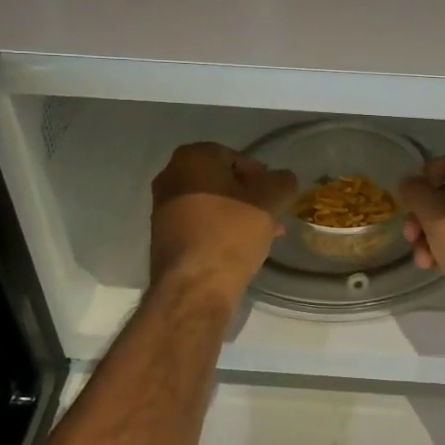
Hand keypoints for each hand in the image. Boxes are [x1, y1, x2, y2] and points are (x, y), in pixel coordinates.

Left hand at [149, 143, 297, 301]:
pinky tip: (239, 249)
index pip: (236, 157)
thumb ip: (282, 181)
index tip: (274, 198)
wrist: (194, 287)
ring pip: (212, 204)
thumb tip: (281, 180)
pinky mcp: (162, 236)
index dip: (260, 177)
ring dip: (237, 215)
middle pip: (222, 181)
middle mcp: (170, 176)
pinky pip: (199, 224)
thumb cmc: (231, 233)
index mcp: (191, 157)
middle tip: (271, 217)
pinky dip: (220, 230)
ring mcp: (162, 207)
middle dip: (249, 197)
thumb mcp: (270, 200)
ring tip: (261, 236)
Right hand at [398, 152, 444, 308]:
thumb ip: (415, 191)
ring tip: (423, 260)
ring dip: (432, 237)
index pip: (440, 166)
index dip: (419, 186)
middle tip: (410, 238)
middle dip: (423, 218)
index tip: (404, 209)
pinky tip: (435, 266)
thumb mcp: (433, 212)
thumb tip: (408, 181)